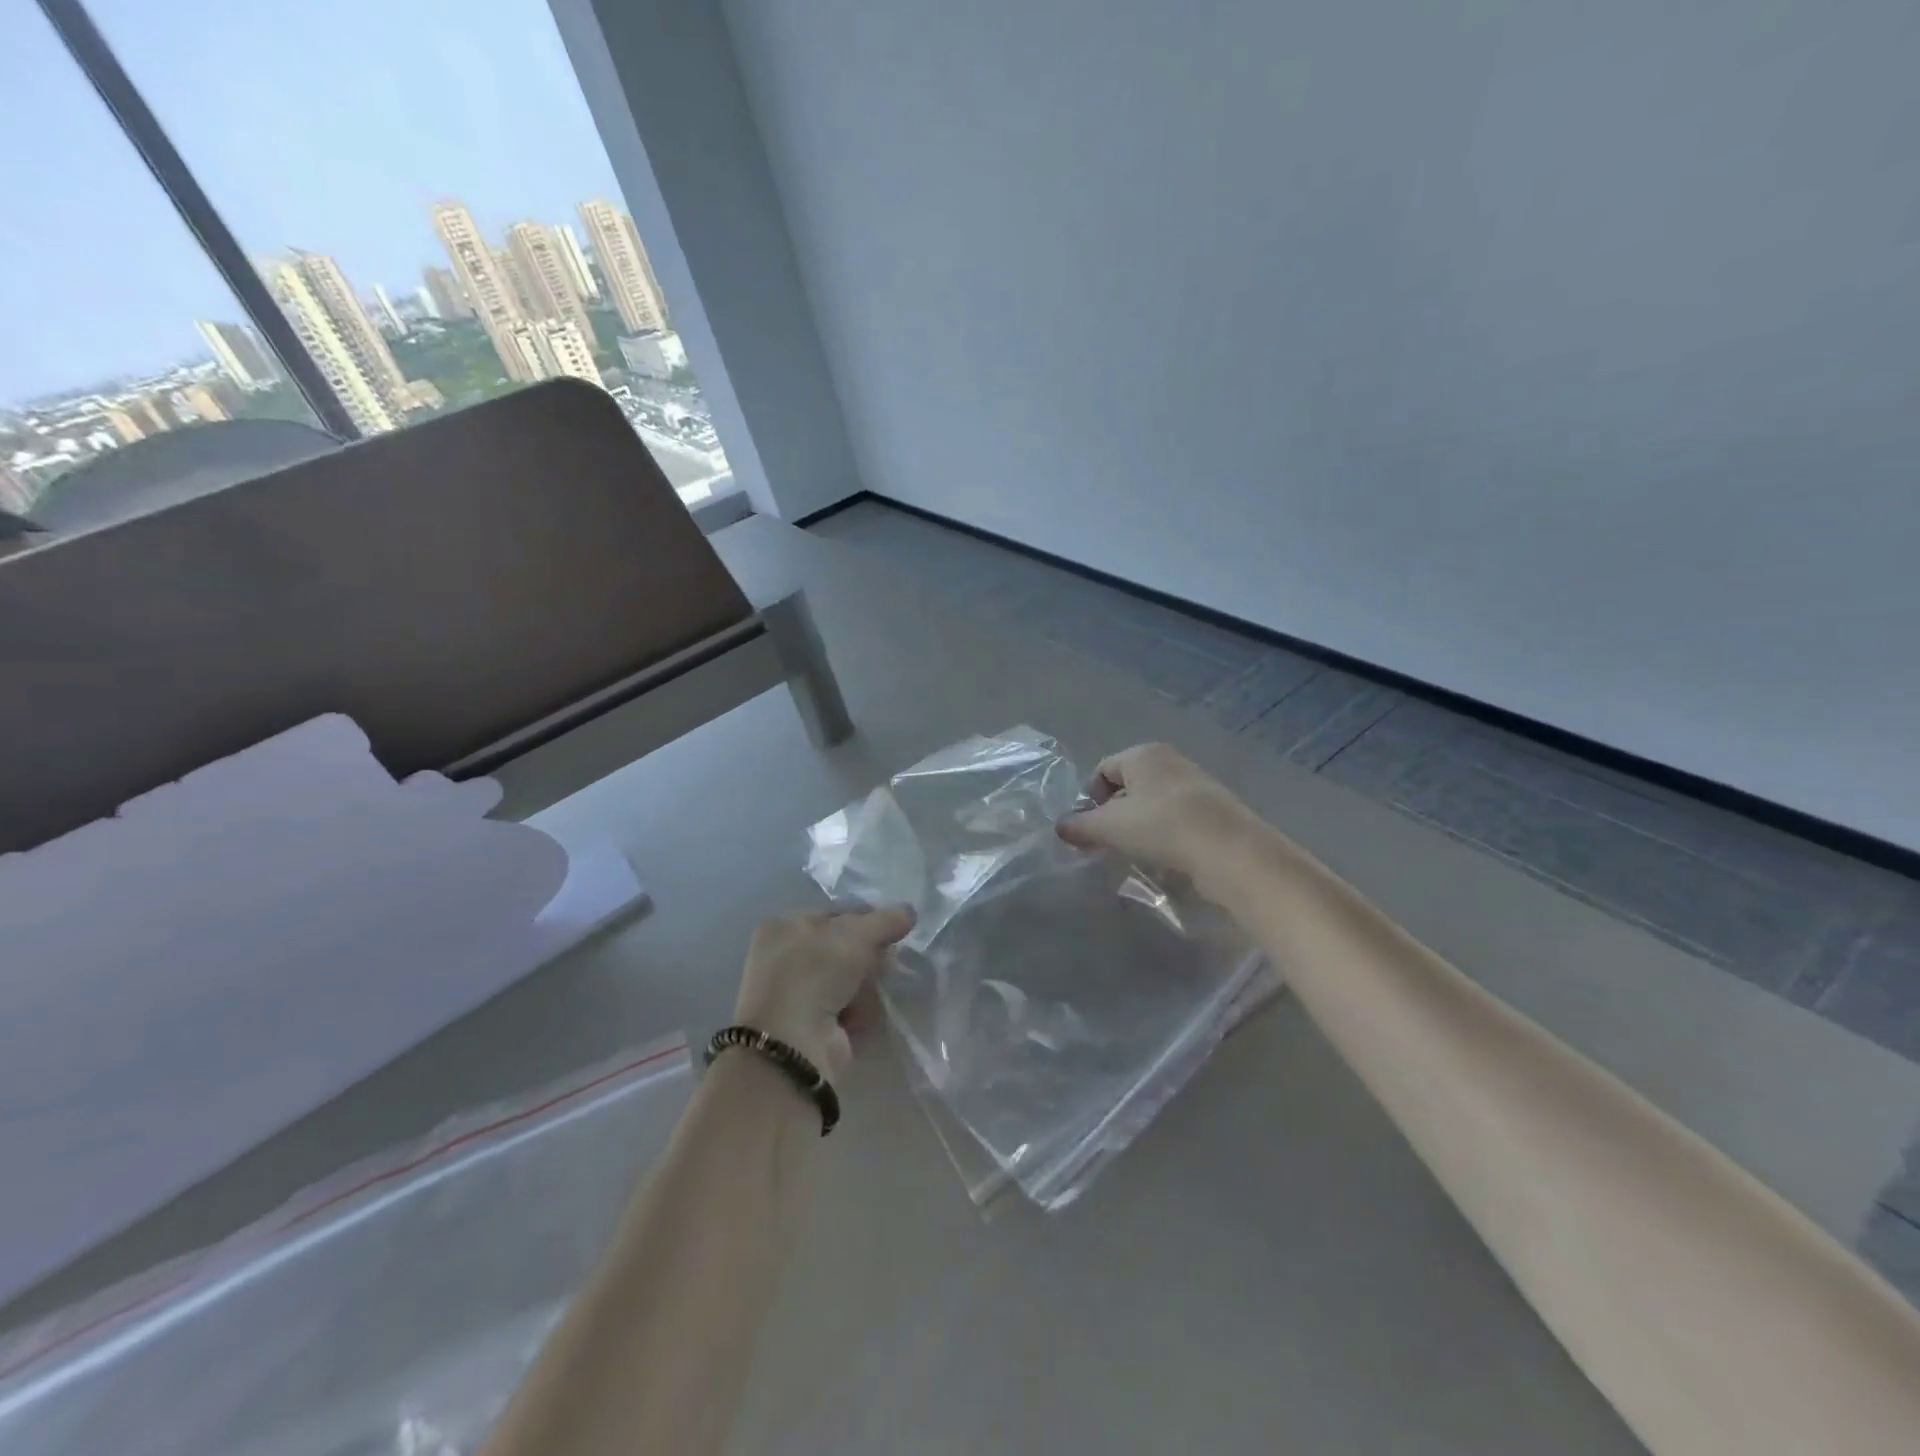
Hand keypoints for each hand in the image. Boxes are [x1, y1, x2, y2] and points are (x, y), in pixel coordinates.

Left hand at [733, 906, 914, 1078]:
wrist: (791, 1045)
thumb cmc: (815, 973)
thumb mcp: (856, 935)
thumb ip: (886, 920)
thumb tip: (909, 911)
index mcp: (783, 927)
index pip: (835, 914)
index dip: (867, 918)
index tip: (895, 928)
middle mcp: (782, 958)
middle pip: (841, 947)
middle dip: (869, 954)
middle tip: (889, 960)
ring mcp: (793, 995)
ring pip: (845, 979)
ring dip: (867, 983)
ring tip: (881, 988)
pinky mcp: (807, 1027)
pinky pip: (843, 1008)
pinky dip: (859, 1009)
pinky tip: (869, 1012)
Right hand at [1056, 742, 1261, 887]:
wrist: (1229, 851)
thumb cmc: (1160, 827)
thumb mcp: (1108, 828)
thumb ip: (1079, 826)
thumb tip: (1059, 826)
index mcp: (1143, 753)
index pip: (1102, 770)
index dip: (1089, 800)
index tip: (1089, 829)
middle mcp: (1170, 760)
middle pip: (1128, 786)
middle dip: (1114, 814)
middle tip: (1110, 843)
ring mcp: (1196, 783)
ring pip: (1153, 803)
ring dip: (1140, 826)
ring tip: (1137, 852)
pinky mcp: (1215, 809)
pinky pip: (1177, 817)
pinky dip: (1165, 833)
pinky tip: (1166, 856)